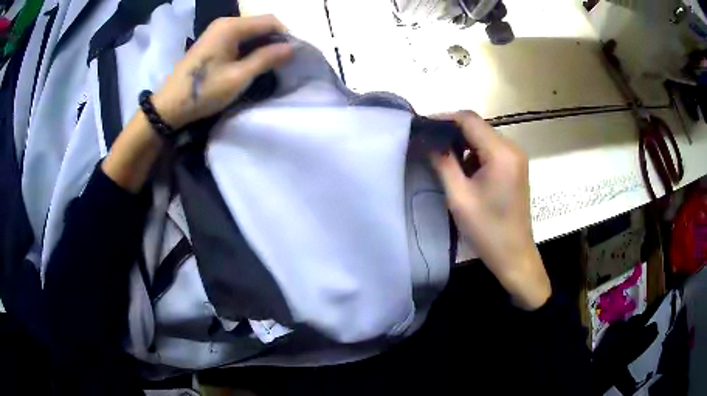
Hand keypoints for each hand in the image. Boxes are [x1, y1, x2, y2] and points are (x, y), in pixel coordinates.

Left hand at [103, 14, 291, 192]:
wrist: (169, 106)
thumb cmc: (204, 91)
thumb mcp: (238, 77)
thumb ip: (266, 59)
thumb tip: (291, 48)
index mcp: (232, 27)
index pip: (270, 21)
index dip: (286, 35)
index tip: (292, 55)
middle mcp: (225, 23)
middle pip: (260, 24)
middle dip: (275, 40)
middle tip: (282, 62)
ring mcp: (217, 31)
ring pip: (250, 31)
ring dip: (263, 45)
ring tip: (268, 64)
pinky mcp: (212, 41)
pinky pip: (239, 38)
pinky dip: (250, 47)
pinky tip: (251, 62)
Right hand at [432, 111, 550, 309]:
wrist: (514, 256)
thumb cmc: (487, 230)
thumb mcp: (459, 197)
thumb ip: (443, 163)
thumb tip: (428, 141)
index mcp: (501, 153)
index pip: (469, 120)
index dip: (443, 118)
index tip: (422, 127)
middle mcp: (512, 149)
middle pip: (477, 127)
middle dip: (451, 132)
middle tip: (427, 143)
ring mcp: (515, 158)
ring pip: (482, 138)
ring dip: (461, 144)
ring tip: (440, 158)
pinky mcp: (514, 168)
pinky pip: (490, 151)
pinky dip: (473, 155)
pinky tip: (461, 170)